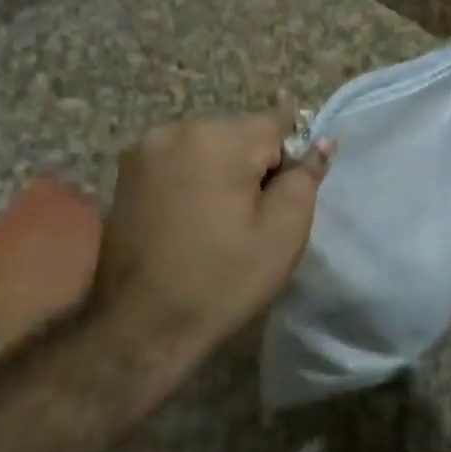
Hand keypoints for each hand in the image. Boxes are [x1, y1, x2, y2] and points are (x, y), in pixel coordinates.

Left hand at [97, 116, 333, 358]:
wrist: (142, 325)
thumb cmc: (221, 279)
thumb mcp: (283, 232)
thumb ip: (306, 176)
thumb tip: (323, 141)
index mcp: (218, 137)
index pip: (276, 125)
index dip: (285, 164)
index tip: (275, 205)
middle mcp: (178, 129)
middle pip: (238, 133)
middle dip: (251, 165)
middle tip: (248, 220)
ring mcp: (145, 148)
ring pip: (207, 146)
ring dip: (219, 171)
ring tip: (215, 222)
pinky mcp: (126, 172)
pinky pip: (177, 161)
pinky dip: (190, 180)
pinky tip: (187, 221)